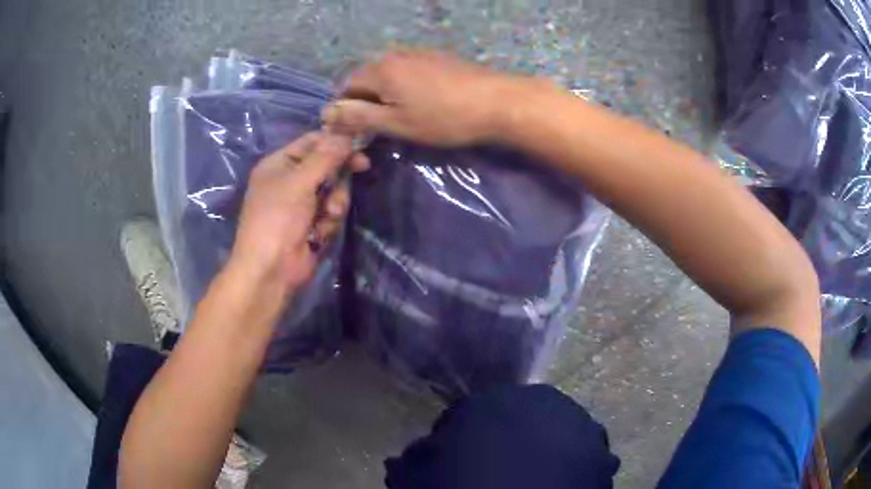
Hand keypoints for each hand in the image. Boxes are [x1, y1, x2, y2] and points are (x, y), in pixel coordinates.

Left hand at [227, 132, 369, 299]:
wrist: (270, 270)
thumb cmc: (277, 219)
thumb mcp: (299, 182)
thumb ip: (325, 157)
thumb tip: (346, 136)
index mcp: (279, 164)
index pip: (312, 141)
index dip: (335, 141)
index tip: (360, 142)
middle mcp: (289, 180)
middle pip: (326, 165)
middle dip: (338, 174)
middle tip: (361, 168)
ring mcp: (301, 204)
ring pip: (333, 190)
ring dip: (336, 201)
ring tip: (329, 214)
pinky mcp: (312, 224)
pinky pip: (331, 212)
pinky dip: (329, 221)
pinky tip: (320, 232)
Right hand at [321, 48, 533, 145]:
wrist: (497, 102)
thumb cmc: (443, 118)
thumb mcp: (396, 123)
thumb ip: (358, 117)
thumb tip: (326, 114)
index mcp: (379, 69)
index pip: (346, 86)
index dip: (344, 108)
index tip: (354, 130)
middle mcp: (395, 55)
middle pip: (366, 78)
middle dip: (364, 101)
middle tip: (377, 127)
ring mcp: (418, 53)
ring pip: (388, 74)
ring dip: (385, 95)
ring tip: (399, 117)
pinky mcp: (438, 58)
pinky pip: (408, 71)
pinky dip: (403, 87)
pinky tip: (421, 102)